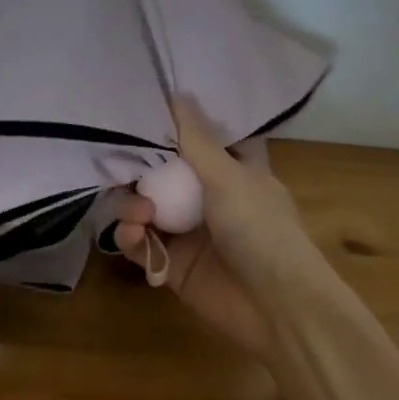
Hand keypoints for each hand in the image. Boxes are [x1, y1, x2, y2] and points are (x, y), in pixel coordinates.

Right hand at [113, 97, 318, 360]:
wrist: (277, 307)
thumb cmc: (261, 230)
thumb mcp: (229, 177)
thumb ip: (196, 139)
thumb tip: (177, 92)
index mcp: (234, 170)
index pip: (203, 137)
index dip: (178, 124)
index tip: (145, 107)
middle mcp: (209, 196)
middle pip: (163, 171)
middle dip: (139, 167)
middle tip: (121, 162)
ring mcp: (189, 231)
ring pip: (146, 206)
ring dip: (132, 205)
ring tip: (139, 214)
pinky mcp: (172, 264)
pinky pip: (141, 243)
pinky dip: (131, 236)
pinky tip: (134, 235)